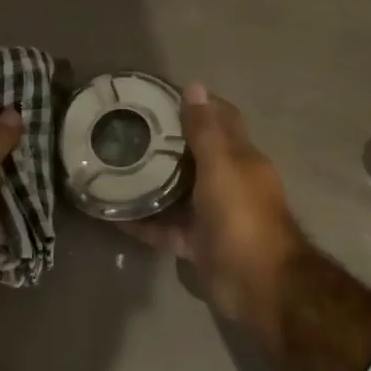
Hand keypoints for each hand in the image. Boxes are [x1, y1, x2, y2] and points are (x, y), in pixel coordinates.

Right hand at [129, 83, 305, 340]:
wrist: (258, 284)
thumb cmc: (242, 216)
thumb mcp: (221, 166)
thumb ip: (205, 130)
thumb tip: (194, 86)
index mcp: (242, 159)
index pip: (222, 120)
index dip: (198, 105)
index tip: (160, 96)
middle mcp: (229, 183)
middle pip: (196, 157)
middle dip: (167, 143)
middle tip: (127, 130)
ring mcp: (213, 216)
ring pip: (178, 193)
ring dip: (151, 182)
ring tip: (113, 167)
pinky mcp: (198, 244)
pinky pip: (166, 229)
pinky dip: (143, 223)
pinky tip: (111, 214)